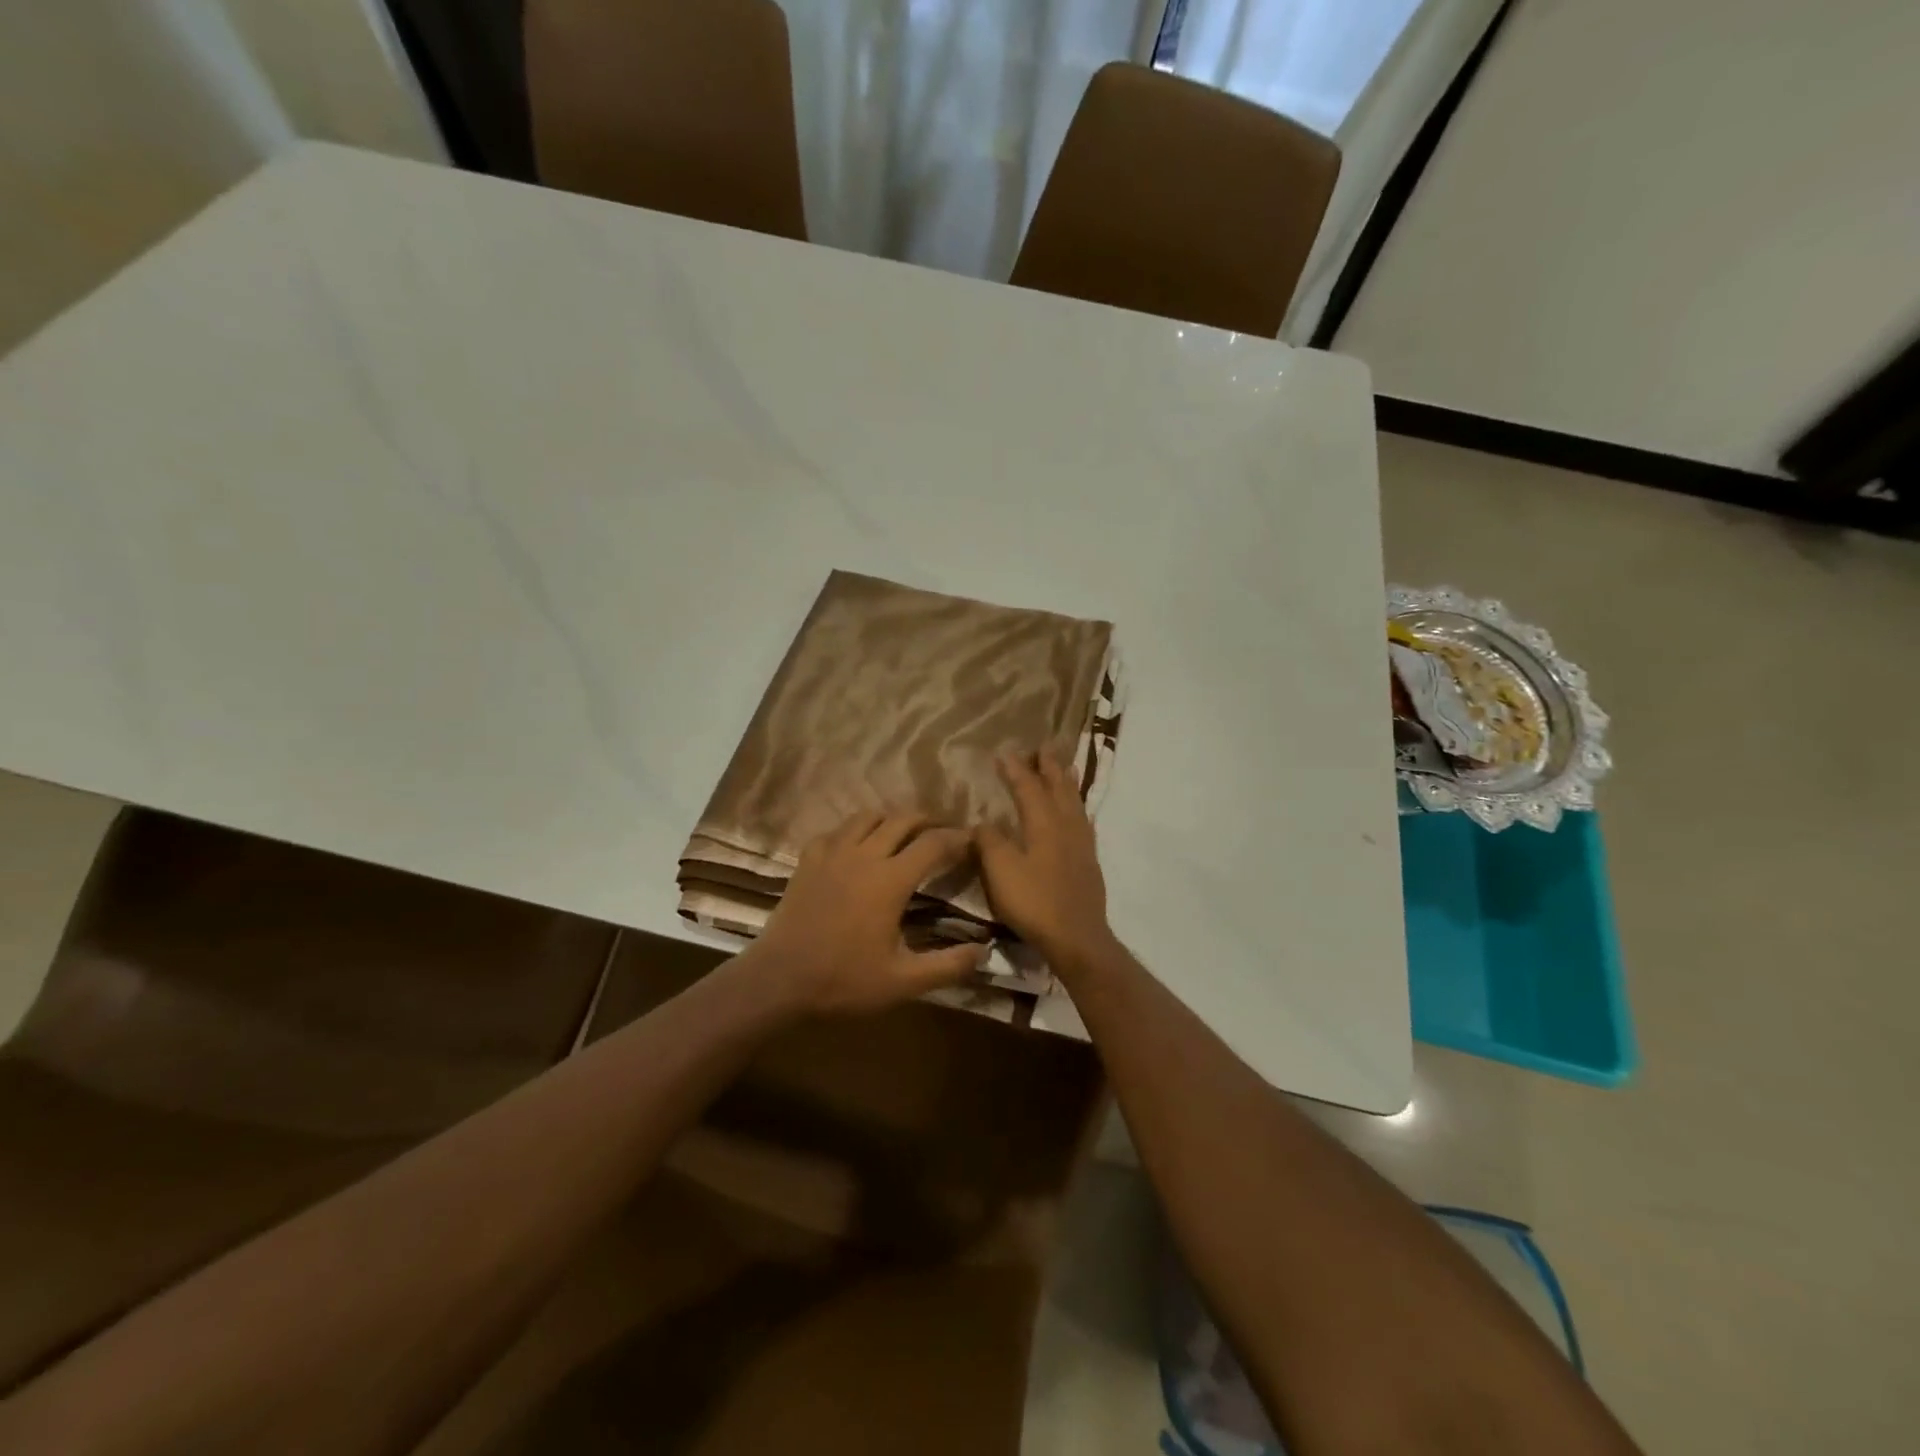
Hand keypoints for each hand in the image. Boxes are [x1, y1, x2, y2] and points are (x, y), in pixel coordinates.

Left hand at [746, 810, 981, 1014]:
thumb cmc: (844, 981)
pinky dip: (854, 831)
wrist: (779, 981)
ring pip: (867, 816)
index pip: (933, 844)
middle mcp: (864, 855)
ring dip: (891, 819)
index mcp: (891, 880)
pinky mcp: (808, 860)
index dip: (957, 838)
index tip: (972, 840)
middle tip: (943, 832)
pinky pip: (836, 831)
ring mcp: (832, 854)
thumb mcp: (903, 982)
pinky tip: (856, 847)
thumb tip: (985, 952)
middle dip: (928, 820)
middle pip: (902, 819)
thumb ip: (948, 966)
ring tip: (903, 832)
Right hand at [975, 750, 1116, 970]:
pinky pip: (1083, 821)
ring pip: (1075, 803)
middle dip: (1049, 767)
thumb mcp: (1000, 871)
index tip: (1005, 753)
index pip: (1028, 787)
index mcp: (1043, 824)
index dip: (1016, 770)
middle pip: (1059, 788)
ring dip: (1067, 782)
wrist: (1076, 937)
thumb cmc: (1034, 902)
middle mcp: (1066, 826)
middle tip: (1044, 747)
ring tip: (1065, 768)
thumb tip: (983, 822)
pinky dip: (1077, 807)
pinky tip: (1077, 813)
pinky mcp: (1089, 862)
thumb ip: (989, 842)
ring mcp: (1082, 844)